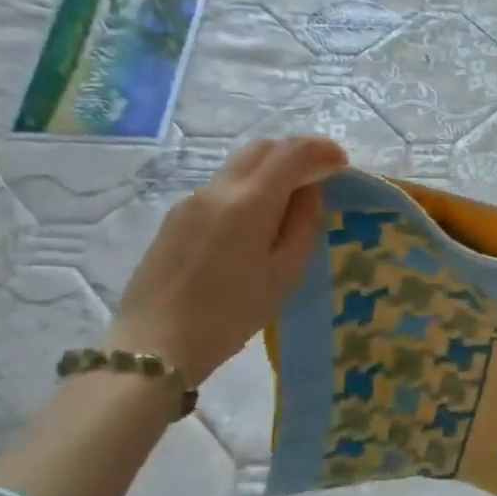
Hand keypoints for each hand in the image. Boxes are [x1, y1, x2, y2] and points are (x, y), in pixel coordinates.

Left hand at [106, 137, 346, 382]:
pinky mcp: (175, 219)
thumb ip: (303, 225)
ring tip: (291, 202)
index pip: (292, 153)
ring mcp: (191, 201)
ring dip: (271, 170)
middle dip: (296, 153)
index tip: (342, 163)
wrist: (154, 346)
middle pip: (262, 148)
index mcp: (249, 202)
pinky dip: (249, 189)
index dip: (322, 150)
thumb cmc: (231, 314)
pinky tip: (255, 224)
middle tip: (320, 175)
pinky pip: (222, 188)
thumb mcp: (285, 274)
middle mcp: (218, 190)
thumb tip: (308, 193)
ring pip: (240, 166)